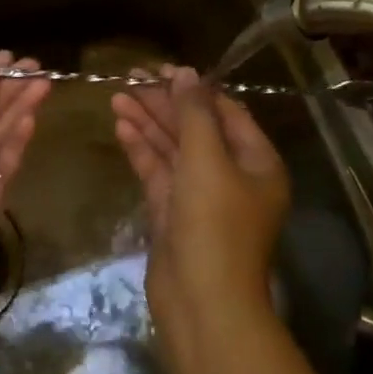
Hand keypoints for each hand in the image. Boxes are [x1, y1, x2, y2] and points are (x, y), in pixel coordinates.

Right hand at [112, 67, 290, 363]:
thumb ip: (194, 112)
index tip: (159, 69)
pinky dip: (141, 149)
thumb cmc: (214, 224)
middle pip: (195, 128)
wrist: (202, 303)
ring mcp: (201, 196)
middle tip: (129, 78)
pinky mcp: (174, 214)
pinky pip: (159, 171)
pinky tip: (120, 126)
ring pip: (173, 149)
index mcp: (255, 161)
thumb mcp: (206, 159)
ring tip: (117, 96)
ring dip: (147, 122)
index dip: (193, 88)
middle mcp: (232, 175)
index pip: (225, 112)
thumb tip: (185, 72)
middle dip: (163, 103)